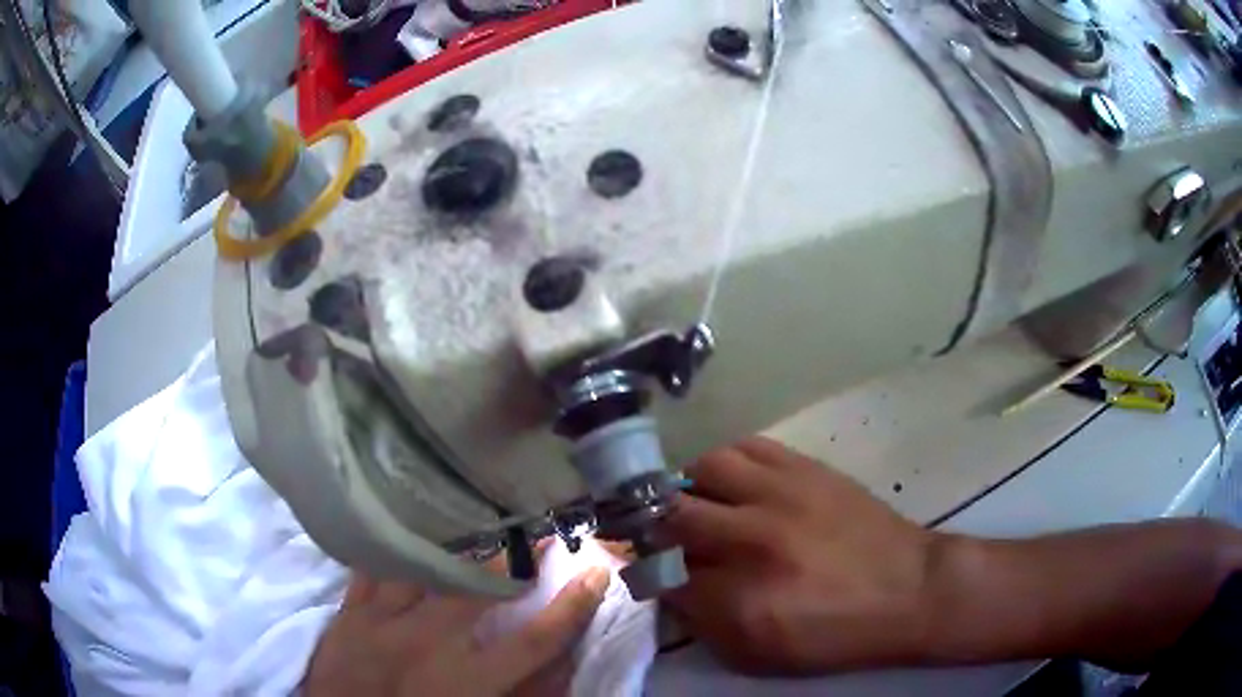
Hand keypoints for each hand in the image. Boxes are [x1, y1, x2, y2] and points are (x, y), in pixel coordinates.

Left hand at [304, 550, 610, 695]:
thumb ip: (520, 694)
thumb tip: (558, 665)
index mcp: (467, 681)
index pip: (536, 639)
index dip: (573, 606)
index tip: (596, 573)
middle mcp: (428, 642)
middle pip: (480, 586)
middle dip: (514, 554)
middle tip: (537, 528)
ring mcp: (383, 621)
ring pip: (425, 565)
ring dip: (457, 539)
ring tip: (479, 511)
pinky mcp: (350, 611)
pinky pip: (375, 566)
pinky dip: (395, 543)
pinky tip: (407, 520)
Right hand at [661, 437, 935, 674]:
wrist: (909, 589)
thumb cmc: (835, 634)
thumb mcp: (761, 655)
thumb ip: (705, 625)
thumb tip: (671, 588)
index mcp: (740, 599)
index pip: (662, 574)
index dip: (646, 572)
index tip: (643, 570)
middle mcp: (752, 540)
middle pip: (671, 516)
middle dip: (653, 527)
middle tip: (657, 534)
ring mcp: (780, 495)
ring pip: (703, 469)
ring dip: (688, 487)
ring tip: (695, 501)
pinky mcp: (804, 468)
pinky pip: (746, 447)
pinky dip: (727, 463)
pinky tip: (732, 481)